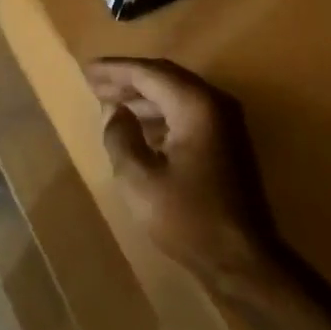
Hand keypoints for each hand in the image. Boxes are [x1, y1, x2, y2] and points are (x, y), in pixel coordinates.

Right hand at [86, 57, 277, 281]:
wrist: (243, 260)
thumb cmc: (188, 219)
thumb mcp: (140, 180)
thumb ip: (121, 138)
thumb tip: (114, 113)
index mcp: (195, 105)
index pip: (149, 73)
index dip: (116, 69)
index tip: (87, 70)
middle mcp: (215, 103)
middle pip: (165, 77)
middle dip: (128, 79)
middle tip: (95, 83)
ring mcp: (225, 122)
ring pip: (177, 94)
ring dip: (143, 97)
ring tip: (110, 103)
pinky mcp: (227, 142)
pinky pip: (187, 112)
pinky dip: (160, 113)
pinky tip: (139, 127)